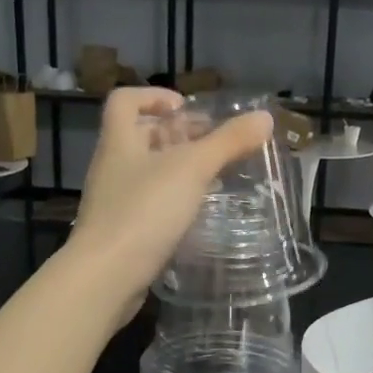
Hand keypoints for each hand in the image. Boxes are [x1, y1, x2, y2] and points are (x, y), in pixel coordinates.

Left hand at [69, 88, 273, 317]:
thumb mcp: (192, 170)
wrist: (106, 276)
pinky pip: (148, 204)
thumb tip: (266, 117)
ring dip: (177, 169)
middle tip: (213, 143)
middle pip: (140, 136)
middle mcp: (112, 166)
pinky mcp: (121, 232)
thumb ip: (228, 142)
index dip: (154, 96)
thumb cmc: (144, 211)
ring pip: (146, 172)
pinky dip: (172, 200)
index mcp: (119, 141)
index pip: (125, 101)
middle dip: (176, 134)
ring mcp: (114, 201)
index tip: (186, 108)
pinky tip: (196, 213)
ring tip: (214, 177)